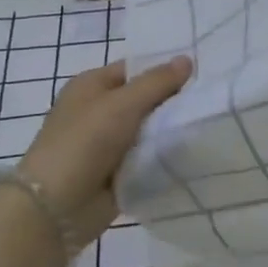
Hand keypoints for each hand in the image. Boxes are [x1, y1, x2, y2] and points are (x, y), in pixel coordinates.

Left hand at [17, 56, 193, 241]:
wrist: (57, 206)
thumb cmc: (84, 142)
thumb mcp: (122, 104)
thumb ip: (157, 82)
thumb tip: (187, 60)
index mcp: (92, 86)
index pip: (135, 69)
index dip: (165, 70)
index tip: (200, 74)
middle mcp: (99, 111)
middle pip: (144, 100)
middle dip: (172, 102)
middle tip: (210, 100)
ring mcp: (108, 144)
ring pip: (149, 130)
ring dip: (170, 131)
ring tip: (208, 124)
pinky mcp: (118, 172)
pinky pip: (148, 157)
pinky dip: (164, 156)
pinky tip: (193, 152)